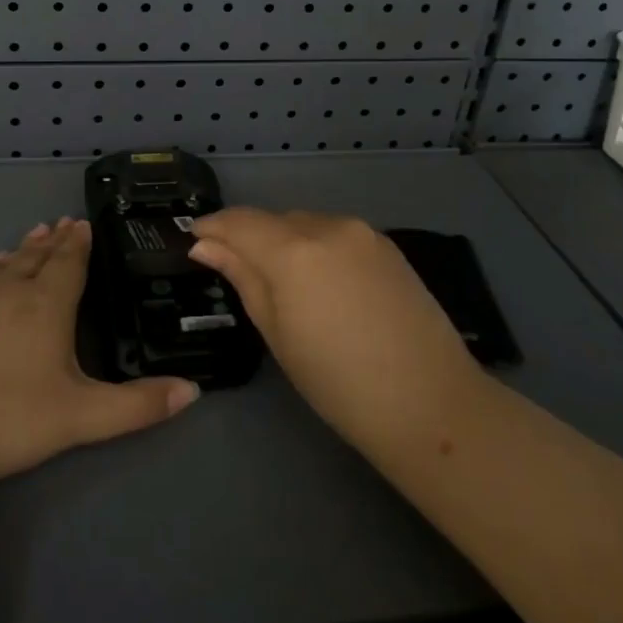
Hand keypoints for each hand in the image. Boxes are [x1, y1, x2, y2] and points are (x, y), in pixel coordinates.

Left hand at [0, 217, 199, 490]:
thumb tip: (194, 390)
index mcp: (44, 306)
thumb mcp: (78, 419)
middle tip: (59, 224)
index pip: (67, 264)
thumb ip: (136, 405)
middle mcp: (4, 290)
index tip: (82, 224)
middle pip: (33, 258)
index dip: (78, 244)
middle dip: (50, 241)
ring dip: (17, 253)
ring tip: (27, 241)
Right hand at [187, 209, 481, 455]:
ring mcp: (363, 233)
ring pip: (306, 224)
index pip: (239, 221)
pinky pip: (336, 234)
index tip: (193, 238)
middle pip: (274, 220)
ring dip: (285, 242)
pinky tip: (322, 284)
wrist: (429, 401)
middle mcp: (327, 226)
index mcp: (293, 250)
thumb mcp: (276, 333)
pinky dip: (317, 248)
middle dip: (250, 238)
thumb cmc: (338, 382)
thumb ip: (242, 278)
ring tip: (283, 284)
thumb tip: (206, 245)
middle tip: (235, 271)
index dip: (212, 227)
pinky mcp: (387, 245)